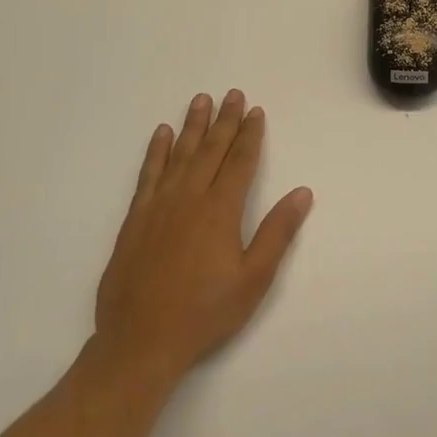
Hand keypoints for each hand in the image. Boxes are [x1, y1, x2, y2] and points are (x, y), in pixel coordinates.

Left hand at [93, 91, 313, 382]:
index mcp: (220, 211)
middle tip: (232, 94)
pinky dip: (156, 152)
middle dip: (224, 121)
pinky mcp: (135, 220)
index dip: (250, 135)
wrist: (140, 342)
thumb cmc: (205, 313)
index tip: (255, 111)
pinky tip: (161, 135)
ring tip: (200, 100)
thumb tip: (302, 193)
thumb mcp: (253, 279)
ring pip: (179, 155)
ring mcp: (158, 207)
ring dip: (192, 126)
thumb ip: (277, 232)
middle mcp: (189, 199)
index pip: (239, 162)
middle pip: (210, 150)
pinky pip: (148, 174)